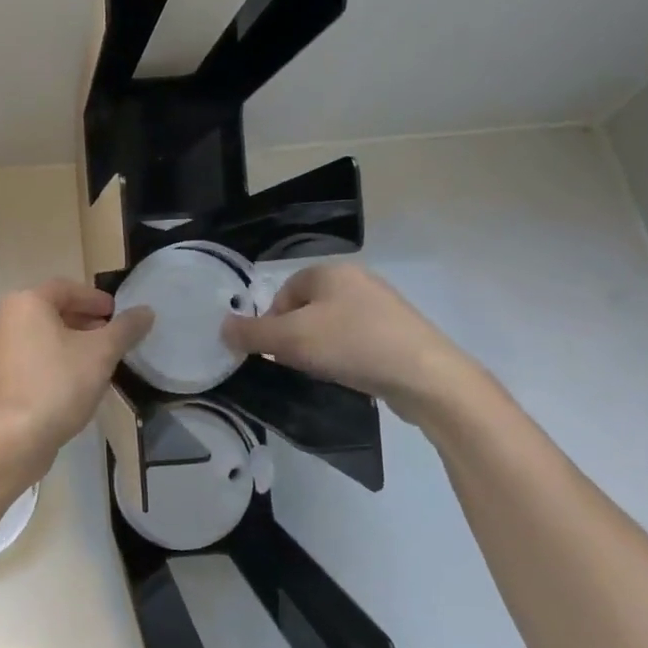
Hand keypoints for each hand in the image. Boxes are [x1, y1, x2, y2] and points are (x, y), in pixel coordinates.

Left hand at [0, 279, 153, 461]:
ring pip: (38, 334)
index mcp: (25, 302)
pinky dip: (50, 358)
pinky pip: (28, 356)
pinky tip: (71, 379)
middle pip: (50, 310)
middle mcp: (3, 318)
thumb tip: (146, 311)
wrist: (14, 437)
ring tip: (94, 358)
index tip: (116, 313)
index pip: (66, 288)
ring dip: (67, 340)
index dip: (95, 298)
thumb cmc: (58, 383)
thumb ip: (125, 329)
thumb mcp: (101, 353)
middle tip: (108, 335)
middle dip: (82, 320)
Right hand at [222, 262, 481, 422]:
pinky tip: (349, 376)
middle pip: (306, 309)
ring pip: (331, 326)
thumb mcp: (290, 340)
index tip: (272, 351)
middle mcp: (357, 280)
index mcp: (331, 271)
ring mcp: (382, 306)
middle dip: (294, 337)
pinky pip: (356, 340)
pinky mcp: (399, 332)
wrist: (425, 376)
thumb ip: (251, 333)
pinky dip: (345, 356)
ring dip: (318, 349)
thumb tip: (222, 327)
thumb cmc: (352, 345)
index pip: (284, 291)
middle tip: (294, 364)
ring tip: (323, 372)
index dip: (271, 322)